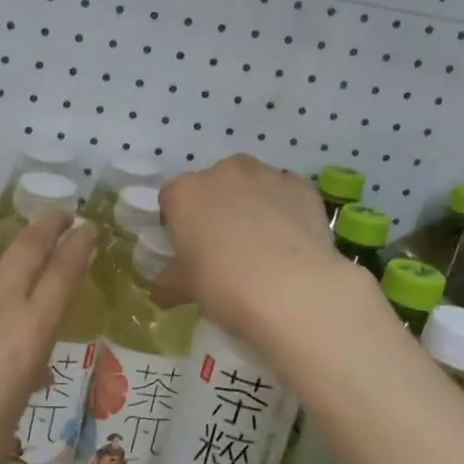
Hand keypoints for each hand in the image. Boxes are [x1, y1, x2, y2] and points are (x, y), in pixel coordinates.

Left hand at [0, 212, 96, 463]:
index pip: (62, 273)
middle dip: (48, 226)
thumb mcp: (16, 406)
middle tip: (59, 214)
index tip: (87, 228)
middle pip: (26, 247)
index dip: (78, 246)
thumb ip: (25, 366)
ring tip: (0, 312)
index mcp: (30, 332)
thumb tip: (25, 358)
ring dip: (3, 280)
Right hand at [155, 154, 340, 342]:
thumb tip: (161, 290)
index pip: (171, 199)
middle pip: (213, 185)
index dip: (177, 222)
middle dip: (216, 207)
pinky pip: (286, 193)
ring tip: (263, 243)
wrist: (292, 289)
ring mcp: (266, 176)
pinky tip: (291, 241)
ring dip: (252, 203)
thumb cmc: (224, 284)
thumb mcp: (186, 288)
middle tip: (225, 246)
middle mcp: (223, 173)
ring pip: (252, 184)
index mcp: (185, 193)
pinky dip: (285, 209)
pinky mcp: (301, 187)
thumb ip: (169, 283)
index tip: (187, 248)